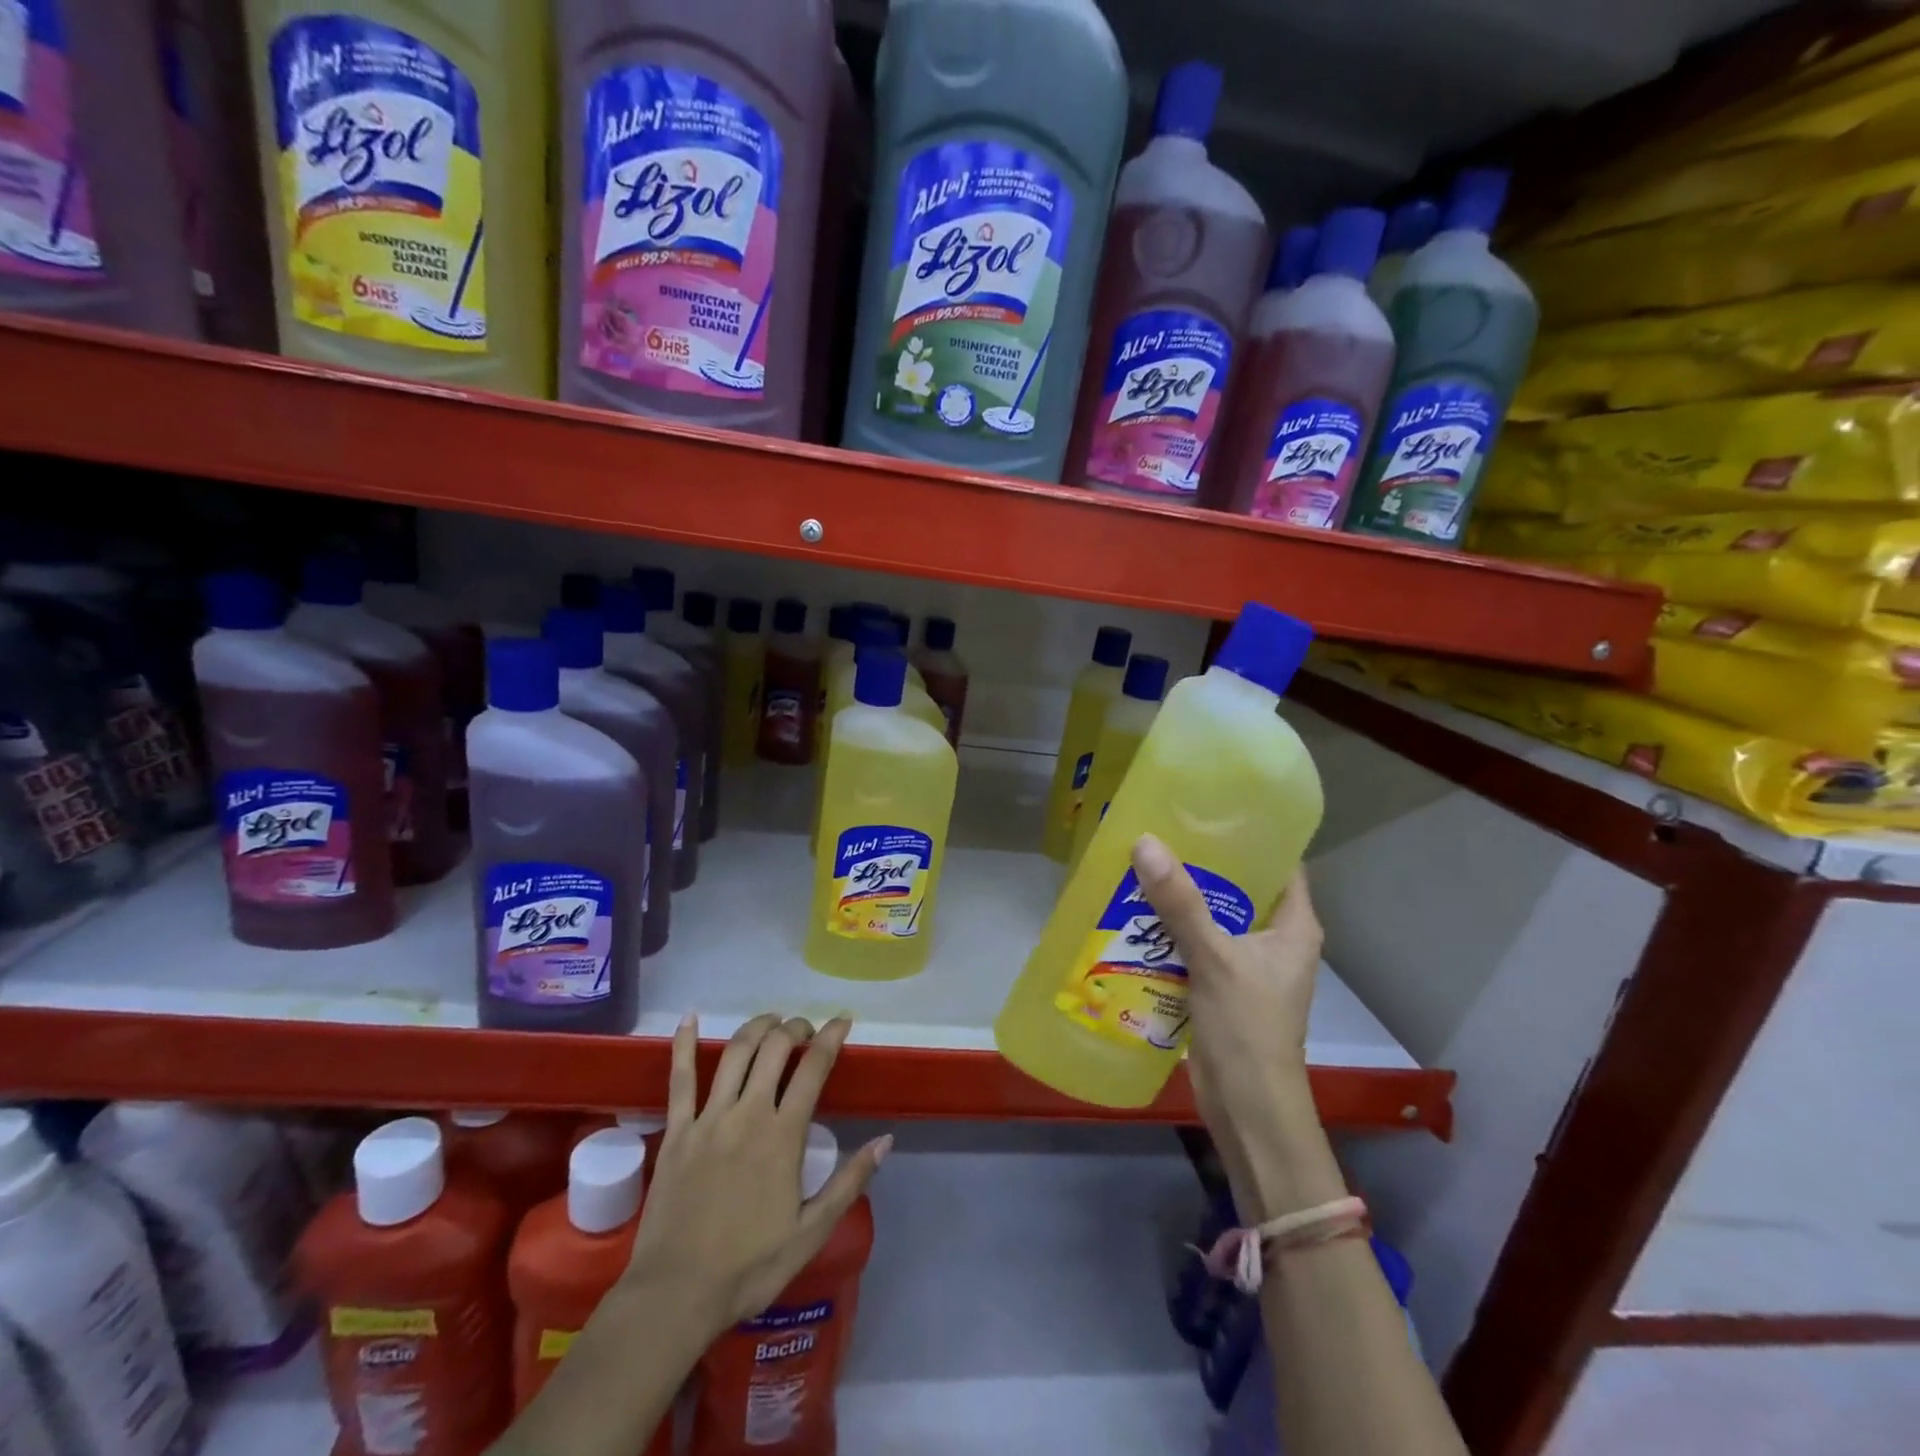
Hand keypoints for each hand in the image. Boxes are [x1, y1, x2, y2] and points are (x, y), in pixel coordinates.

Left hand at [622, 1013, 889, 1342]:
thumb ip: (849, 1182)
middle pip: (774, 1049)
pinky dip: (683, 1044)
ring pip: (735, 1053)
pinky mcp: (676, 1131)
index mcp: (782, 1135)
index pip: (813, 1068)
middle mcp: (747, 1113)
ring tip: (771, 1022)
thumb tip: (885, 1141)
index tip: (842, 1021)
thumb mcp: (811, 1232)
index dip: (831, 1037)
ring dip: (757, 1027)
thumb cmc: (749, 1267)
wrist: (676, 1296)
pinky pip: (679, 1079)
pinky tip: (689, 1017)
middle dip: (795, 1028)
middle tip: (805, 1030)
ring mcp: (708, 1119)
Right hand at [1131, 834, 1336, 1219]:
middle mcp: (1274, 939)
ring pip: (1211, 917)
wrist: (1248, 1109)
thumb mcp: (1214, 958)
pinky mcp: (1220, 986)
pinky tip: (1134, 913)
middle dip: (1201, 863)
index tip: (1208, 807)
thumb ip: (1180, 902)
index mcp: (1293, 925)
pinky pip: (1193, 945)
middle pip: (1238, 887)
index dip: (1250, 834)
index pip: (1279, 863)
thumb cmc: (1248, 1028)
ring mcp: (1247, 965)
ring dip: (1179, 898)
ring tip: (1139, 863)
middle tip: (1160, 832)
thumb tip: (1144, 842)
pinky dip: (1169, 931)